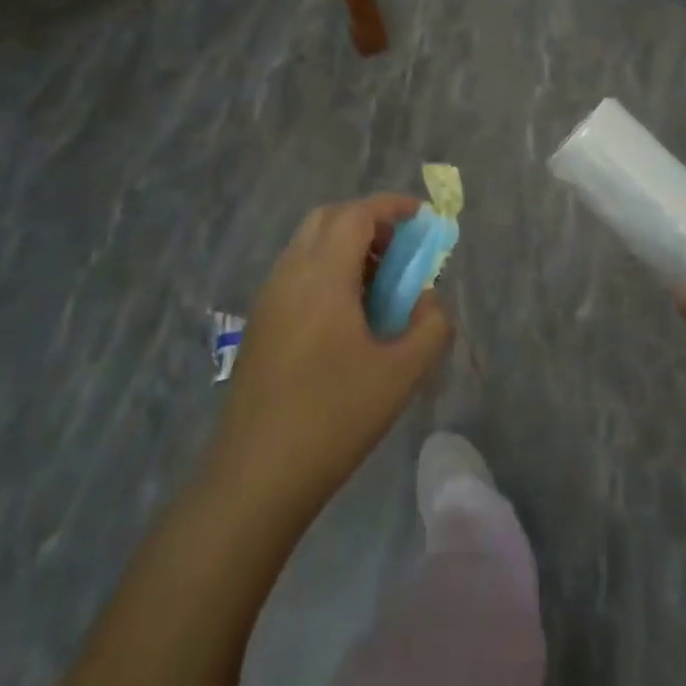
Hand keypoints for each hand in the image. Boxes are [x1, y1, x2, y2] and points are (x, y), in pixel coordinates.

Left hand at [204, 195, 452, 518]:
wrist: (254, 478)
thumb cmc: (332, 417)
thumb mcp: (400, 374)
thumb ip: (430, 326)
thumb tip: (429, 301)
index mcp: (322, 274)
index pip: (357, 214)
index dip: (392, 206)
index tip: (423, 217)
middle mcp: (290, 273)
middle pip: (329, 219)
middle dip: (368, 222)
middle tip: (401, 251)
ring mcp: (269, 298)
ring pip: (310, 245)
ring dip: (346, 247)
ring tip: (380, 286)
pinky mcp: (261, 324)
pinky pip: (298, 273)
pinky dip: (328, 270)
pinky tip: (348, 316)